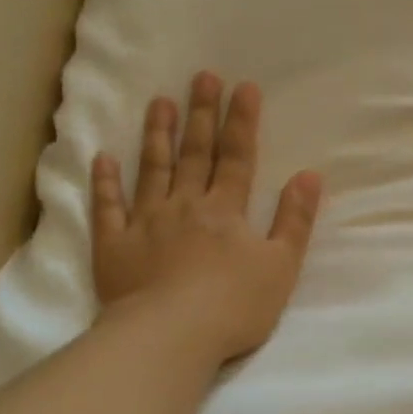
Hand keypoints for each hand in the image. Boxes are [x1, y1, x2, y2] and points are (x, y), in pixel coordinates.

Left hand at [93, 72, 322, 363]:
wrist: (170, 336)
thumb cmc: (233, 306)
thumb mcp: (281, 266)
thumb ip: (294, 220)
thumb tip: (310, 175)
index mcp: (226, 211)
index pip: (237, 158)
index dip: (242, 122)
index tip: (243, 87)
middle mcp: (185, 206)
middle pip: (195, 154)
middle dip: (201, 114)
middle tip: (201, 77)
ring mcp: (145, 223)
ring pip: (152, 170)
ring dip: (157, 136)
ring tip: (159, 103)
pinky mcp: (113, 246)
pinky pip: (108, 208)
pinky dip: (104, 183)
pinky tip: (102, 159)